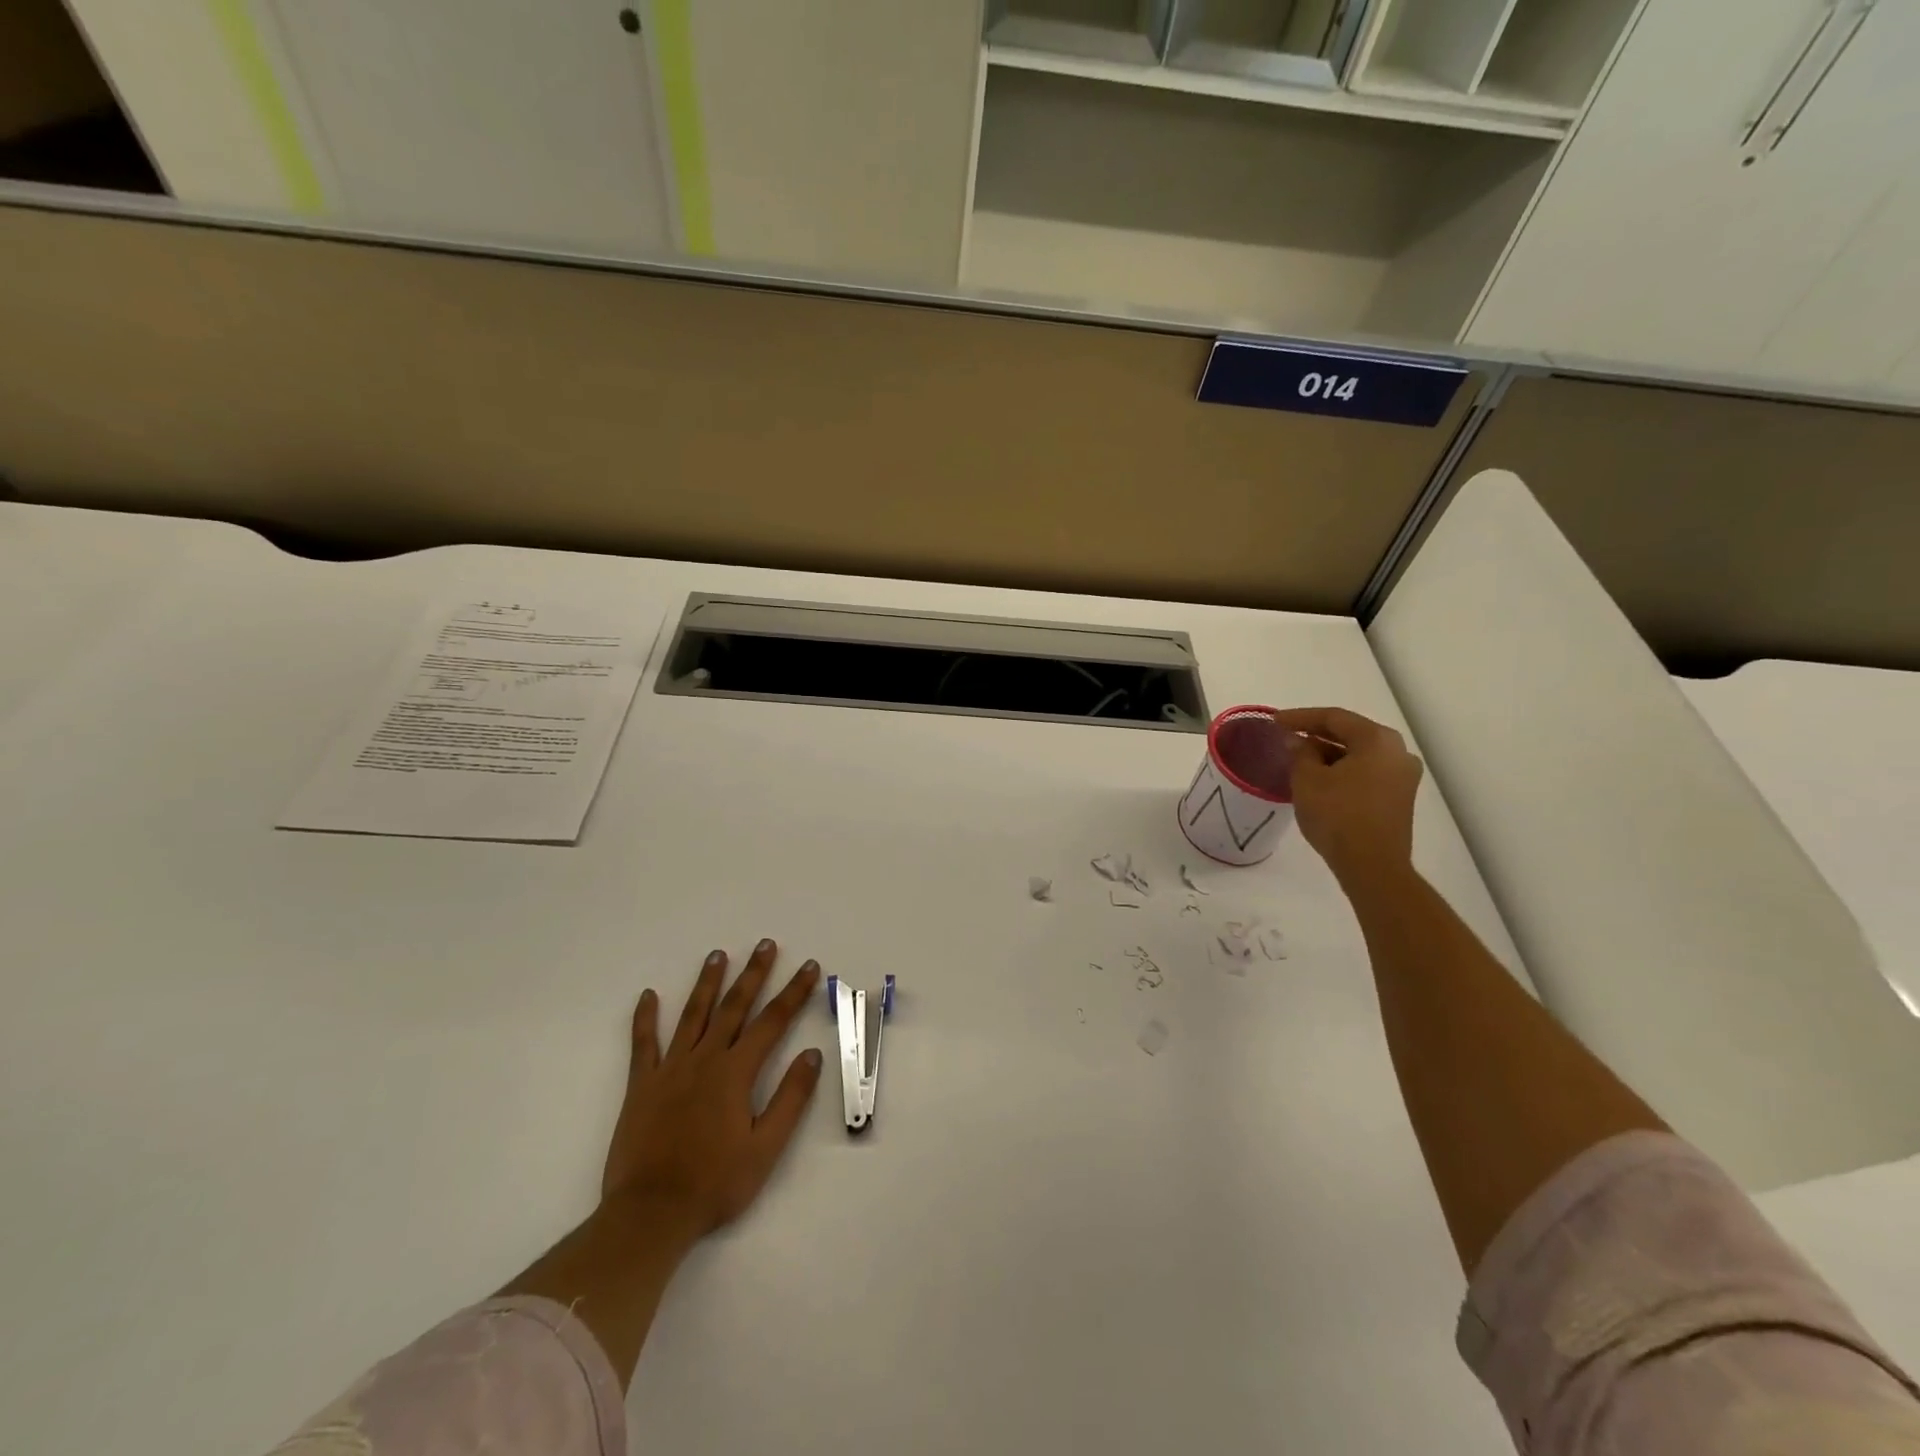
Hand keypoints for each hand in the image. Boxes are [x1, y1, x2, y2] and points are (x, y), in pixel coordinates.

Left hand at [602, 939, 824, 1242]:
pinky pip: (642, 1044)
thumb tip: (811, 1054)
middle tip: (764, 944)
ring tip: (717, 955)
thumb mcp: (766, 1148)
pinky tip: (648, 996)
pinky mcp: (640, 1086)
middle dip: (753, 973)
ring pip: (692, 1015)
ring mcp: (670, 1069)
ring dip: (707, 983)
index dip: (793, 992)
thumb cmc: (715, 1184)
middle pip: (734, 1007)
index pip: (773, 1022)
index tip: (808, 966)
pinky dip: (645, 1018)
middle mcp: (705, 1060)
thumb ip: (791, 1098)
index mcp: (736, 1073)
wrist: (650, 1214)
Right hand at [1270, 707, 1423, 885]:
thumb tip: (1297, 741)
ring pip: (1359, 753)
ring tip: (1299, 757)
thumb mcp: (1308, 779)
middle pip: (1351, 733)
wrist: (1372, 866)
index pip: (1334, 717)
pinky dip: (1342, 769)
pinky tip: (1320, 777)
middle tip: (1286, 735)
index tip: (1274, 721)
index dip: (1300, 717)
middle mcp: (1397, 752)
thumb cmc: (1338, 815)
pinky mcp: (1399, 797)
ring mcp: (1402, 776)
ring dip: (1329, 752)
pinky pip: (1366, 771)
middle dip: (1316, 733)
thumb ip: (1301, 753)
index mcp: (1377, 740)